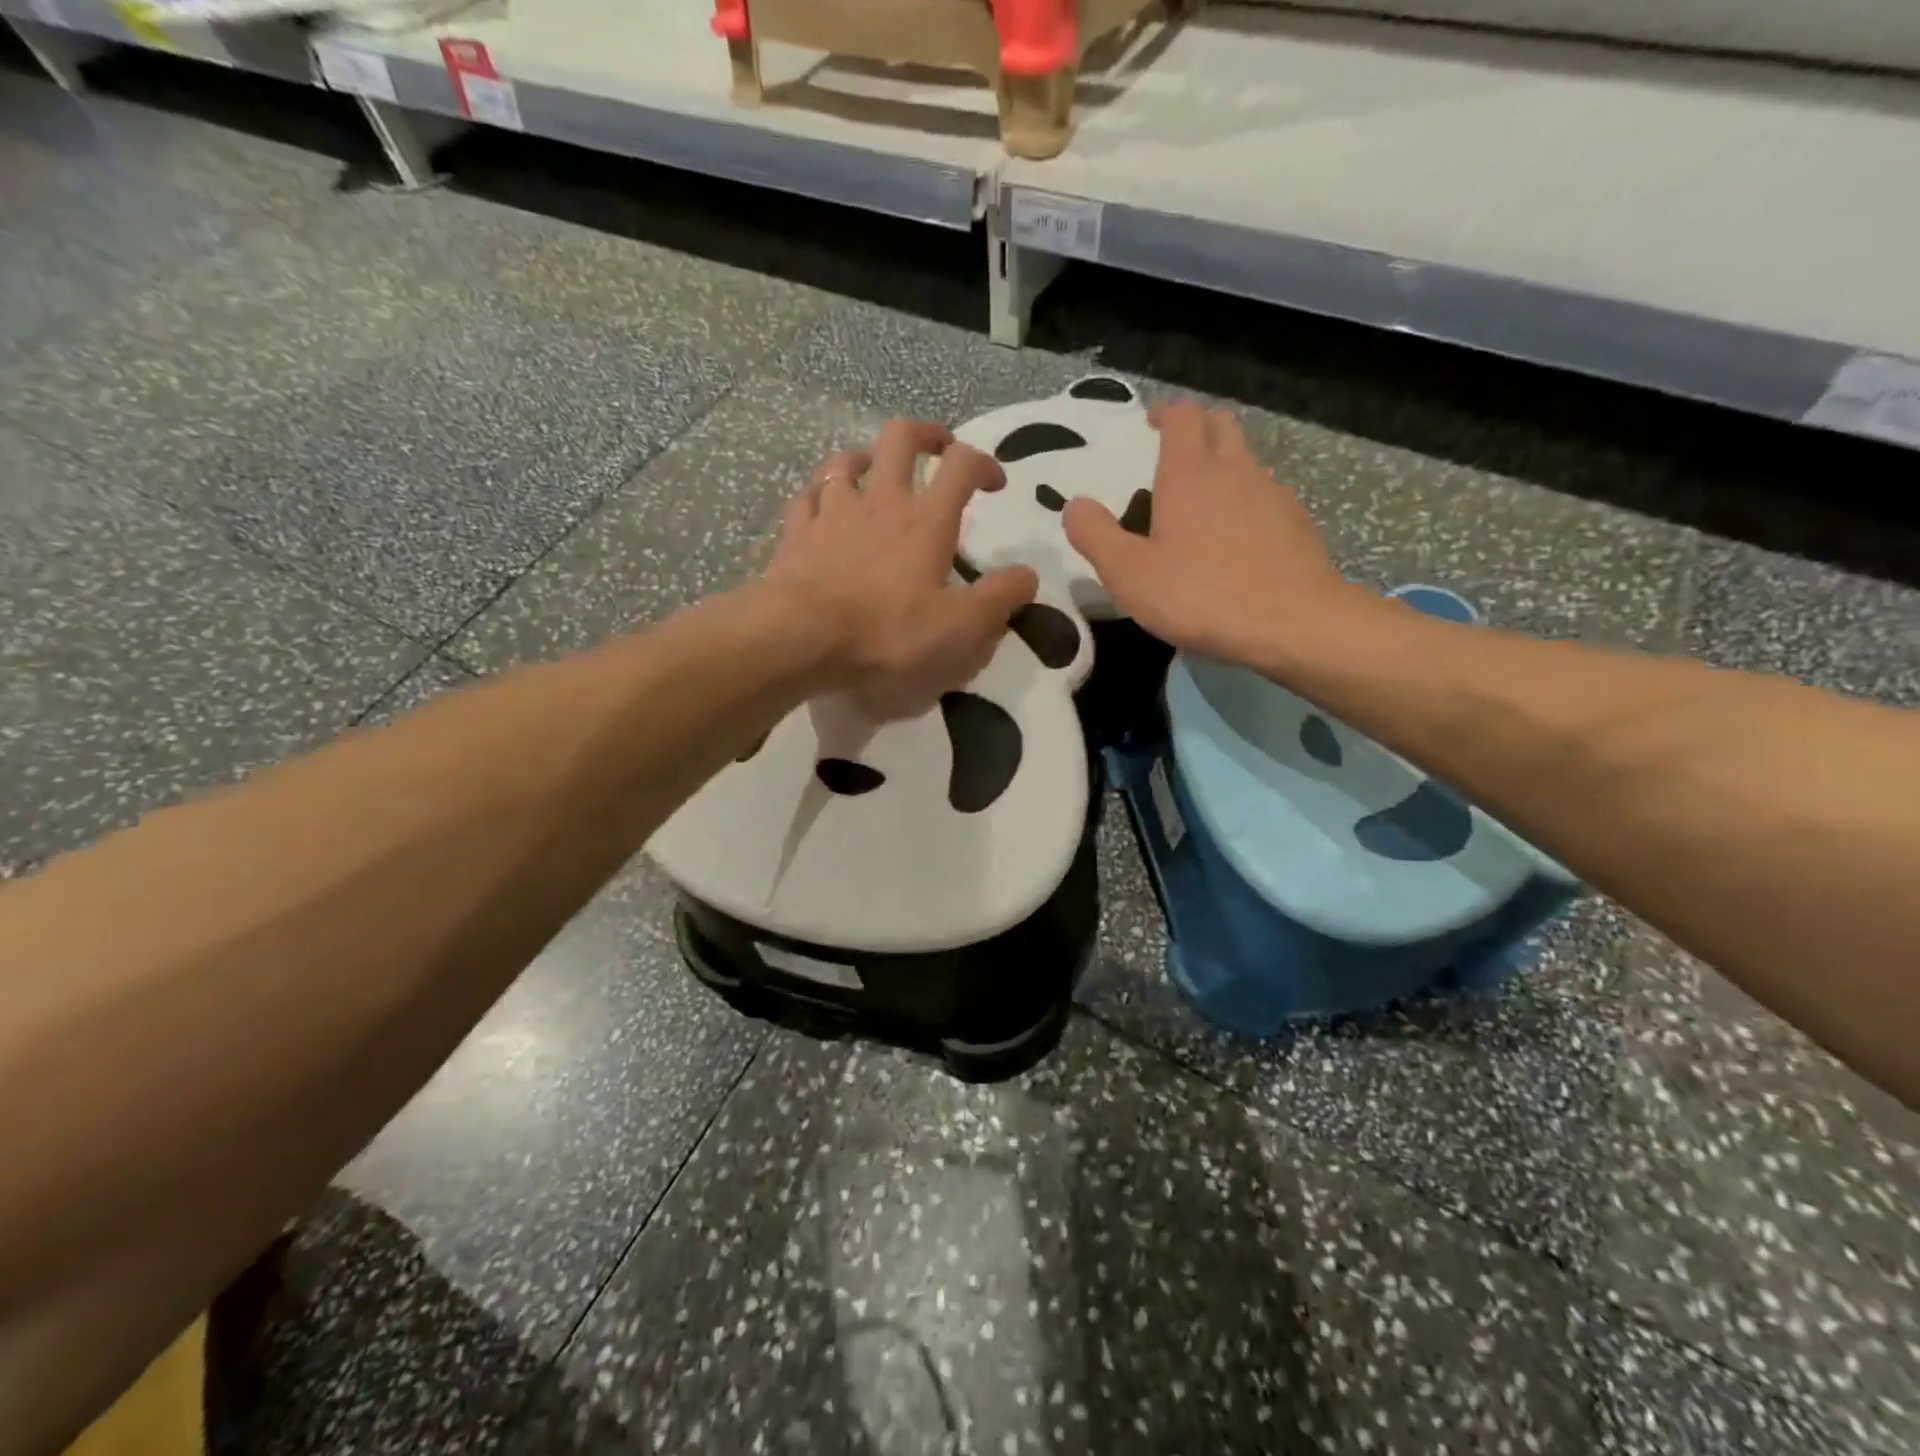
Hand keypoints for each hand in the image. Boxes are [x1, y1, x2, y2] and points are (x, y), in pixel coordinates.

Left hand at [763, 421, 1038, 718]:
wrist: (801, 638)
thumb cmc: (888, 633)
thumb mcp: (960, 628)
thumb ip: (1000, 599)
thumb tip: (1027, 575)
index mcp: (926, 520)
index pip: (962, 465)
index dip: (983, 463)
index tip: (994, 483)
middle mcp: (880, 501)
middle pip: (901, 437)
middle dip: (926, 435)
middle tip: (938, 449)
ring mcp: (832, 511)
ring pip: (847, 459)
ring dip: (867, 459)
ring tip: (875, 473)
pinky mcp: (796, 532)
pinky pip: (807, 495)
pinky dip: (820, 494)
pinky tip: (823, 505)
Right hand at [1063, 400, 1371, 667]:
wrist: (1292, 624)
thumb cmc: (1200, 595)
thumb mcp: (1128, 573)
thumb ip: (1095, 535)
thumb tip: (1075, 505)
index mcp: (1190, 473)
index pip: (1182, 416)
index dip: (1165, 413)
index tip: (1149, 426)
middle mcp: (1235, 470)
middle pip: (1220, 425)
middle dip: (1196, 430)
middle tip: (1173, 456)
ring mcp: (1273, 495)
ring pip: (1247, 461)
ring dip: (1224, 467)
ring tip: (1203, 503)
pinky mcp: (1296, 524)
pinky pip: (1268, 497)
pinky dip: (1248, 503)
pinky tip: (1238, 540)